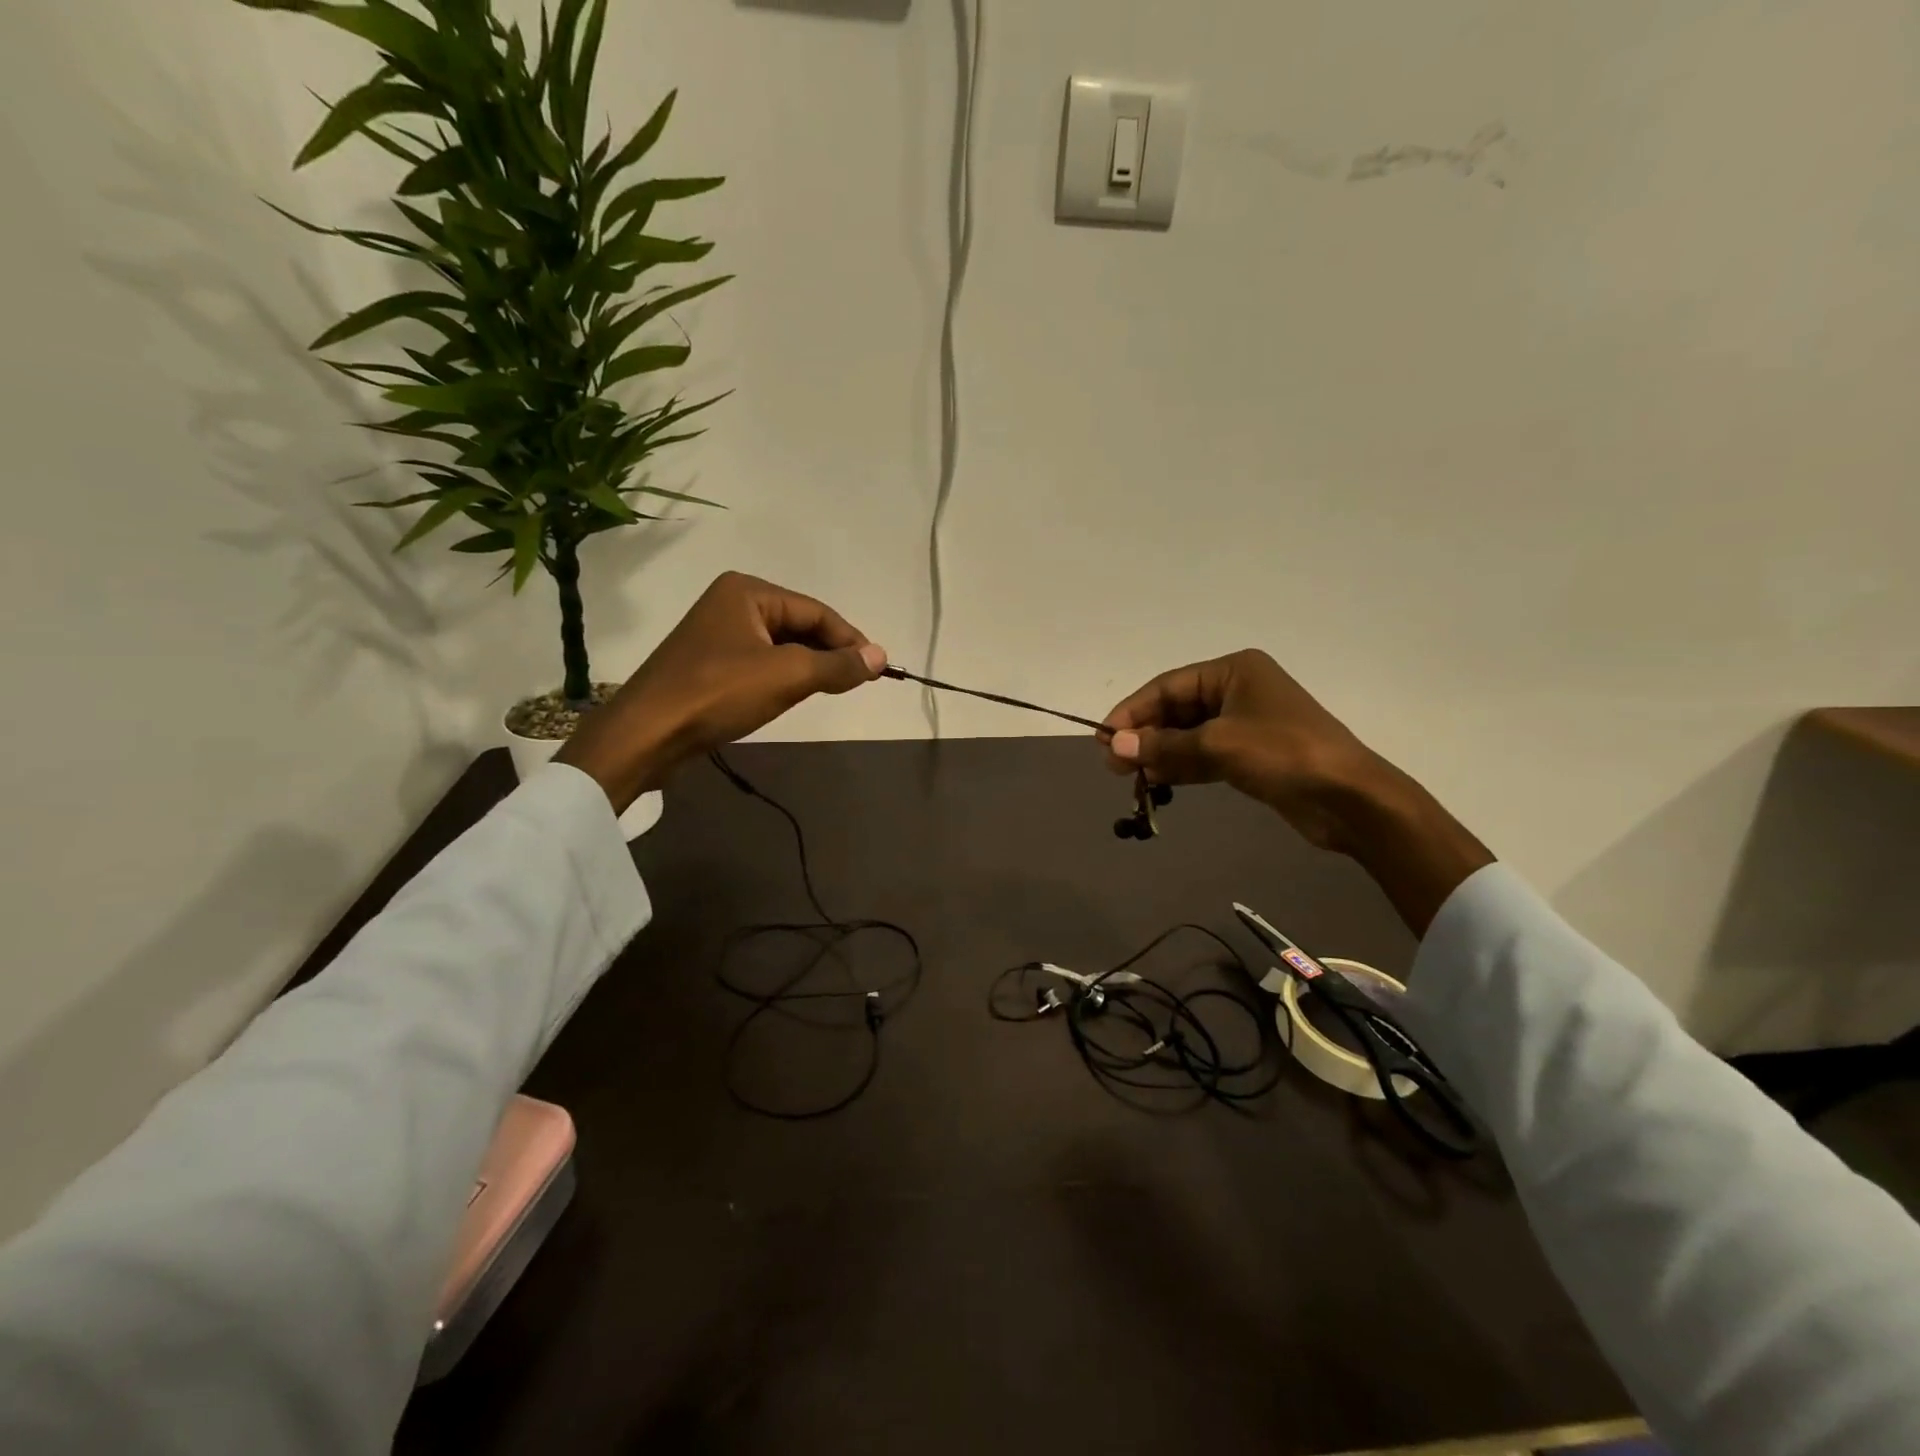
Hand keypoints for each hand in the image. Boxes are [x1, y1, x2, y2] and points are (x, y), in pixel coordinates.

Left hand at [558, 572, 886, 809]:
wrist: (647, 733)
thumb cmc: (718, 693)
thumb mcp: (787, 676)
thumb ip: (837, 665)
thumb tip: (881, 656)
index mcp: (748, 591)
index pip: (816, 611)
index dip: (850, 640)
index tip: (877, 669)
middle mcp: (731, 603)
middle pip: (798, 625)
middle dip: (828, 653)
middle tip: (857, 682)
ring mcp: (716, 634)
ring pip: (780, 647)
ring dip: (807, 667)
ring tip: (831, 690)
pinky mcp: (708, 664)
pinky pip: (760, 663)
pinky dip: (783, 678)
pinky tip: (791, 696)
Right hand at [1101, 650, 1492, 933]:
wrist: (1350, 798)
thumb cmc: (1284, 754)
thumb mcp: (1218, 745)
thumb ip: (1163, 745)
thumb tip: (1115, 745)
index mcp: (1234, 671)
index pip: (1168, 685)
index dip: (1133, 711)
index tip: (1105, 738)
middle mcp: (1238, 690)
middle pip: (1176, 709)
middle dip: (1145, 735)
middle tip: (1114, 764)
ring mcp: (1246, 724)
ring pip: (1188, 734)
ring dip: (1160, 753)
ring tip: (1129, 776)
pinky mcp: (1251, 755)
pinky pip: (1204, 755)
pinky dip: (1181, 767)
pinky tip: (1158, 782)